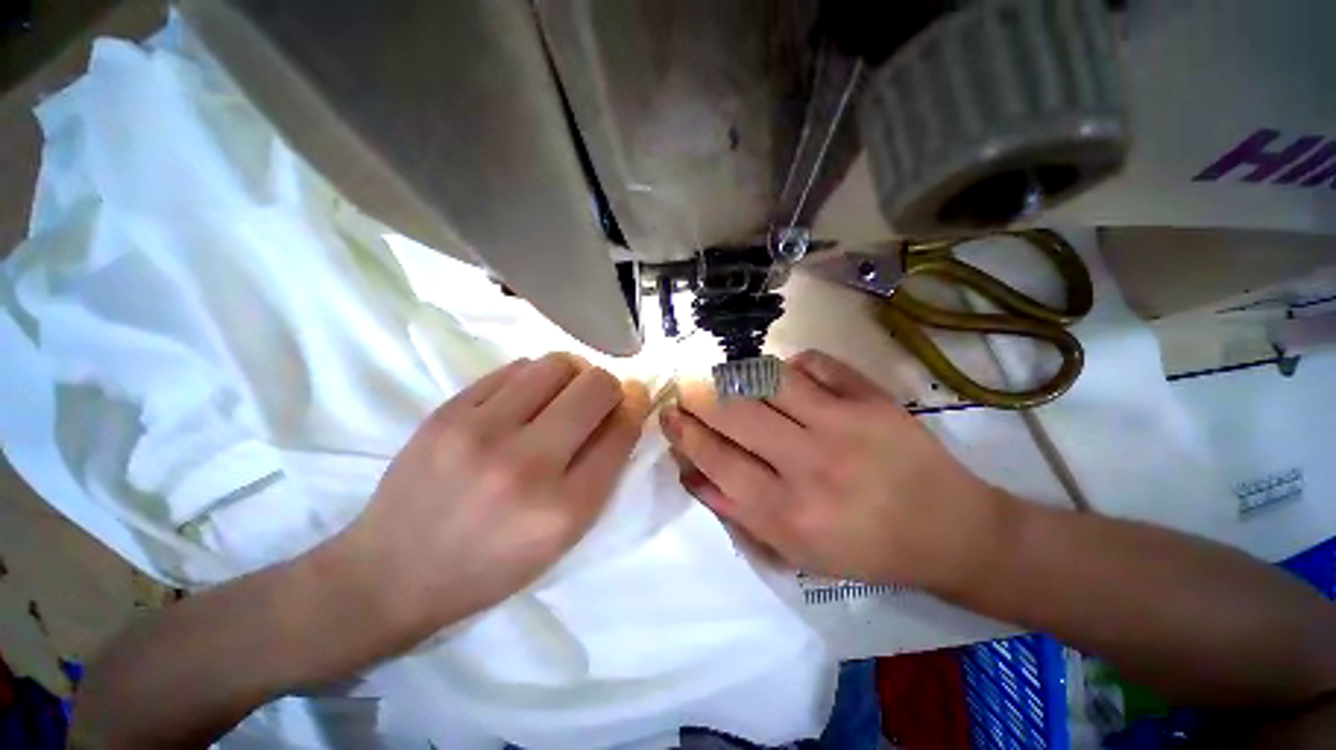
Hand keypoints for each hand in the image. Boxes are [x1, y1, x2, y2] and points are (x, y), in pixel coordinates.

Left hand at [334, 354, 648, 642]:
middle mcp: (527, 464)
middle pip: (596, 386)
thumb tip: (625, 409)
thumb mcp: (563, 536)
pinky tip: (526, 398)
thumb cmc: (492, 564)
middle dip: (609, 386)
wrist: (393, 572)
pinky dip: (534, 377)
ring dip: (573, 374)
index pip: (622, 431)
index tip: (633, 399)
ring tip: (561, 394)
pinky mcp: (447, 412)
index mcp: (564, 509)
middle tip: (598, 398)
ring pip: (557, 364)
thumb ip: (601, 470)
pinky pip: (514, 368)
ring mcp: (481, 432)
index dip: (635, 407)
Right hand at [661, 350, 1000, 589]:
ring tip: (729, 379)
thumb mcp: (793, 549)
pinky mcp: (871, 397)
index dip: (684, 432)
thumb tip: (690, 471)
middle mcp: (810, 463)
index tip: (669, 414)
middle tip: (687, 388)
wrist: (947, 529)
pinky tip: (785, 377)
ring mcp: (843, 423)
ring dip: (738, 374)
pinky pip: (814, 362)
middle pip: (734, 413)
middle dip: (698, 395)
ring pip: (768, 378)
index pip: (715, 457)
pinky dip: (790, 364)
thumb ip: (735, 510)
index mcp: (787, 511)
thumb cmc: (863, 547)